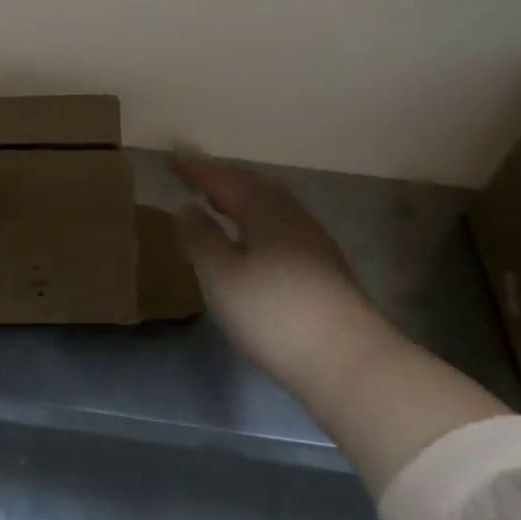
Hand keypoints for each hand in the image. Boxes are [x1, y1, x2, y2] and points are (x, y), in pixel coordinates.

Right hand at [172, 156, 393, 403]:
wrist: (350, 360)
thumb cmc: (275, 313)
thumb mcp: (223, 277)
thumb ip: (202, 238)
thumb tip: (187, 207)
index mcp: (263, 209)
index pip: (222, 180)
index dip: (195, 170)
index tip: (171, 159)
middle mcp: (290, 214)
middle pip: (252, 185)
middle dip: (222, 178)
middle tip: (195, 178)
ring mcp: (312, 239)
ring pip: (271, 203)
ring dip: (242, 197)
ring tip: (220, 204)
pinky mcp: (324, 264)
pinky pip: (281, 222)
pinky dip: (258, 217)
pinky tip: (253, 239)